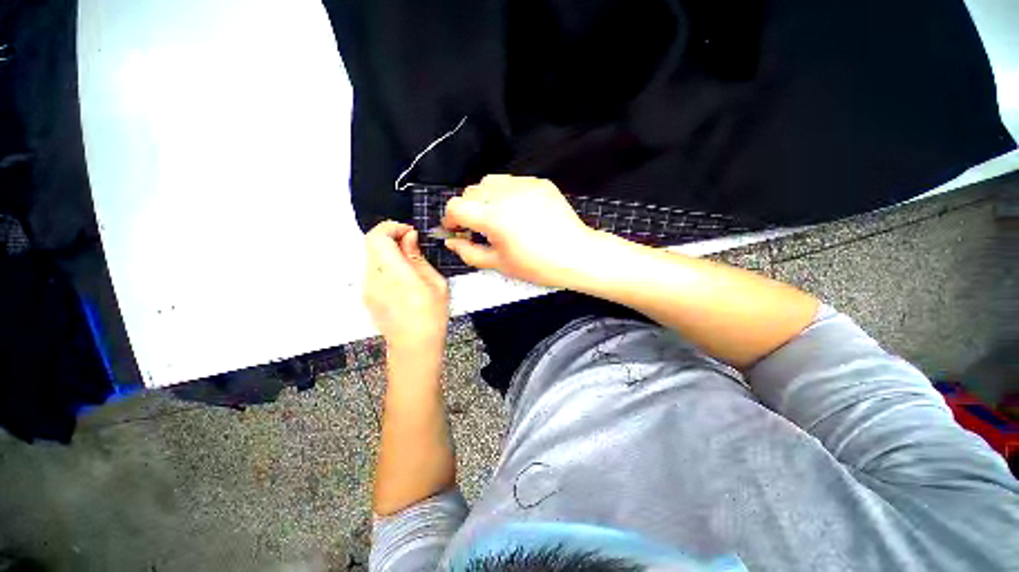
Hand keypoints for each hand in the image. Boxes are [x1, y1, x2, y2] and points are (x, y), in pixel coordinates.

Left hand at [363, 221, 448, 352]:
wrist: (415, 345)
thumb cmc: (432, 315)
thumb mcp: (435, 283)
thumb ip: (418, 257)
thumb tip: (409, 237)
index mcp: (394, 273)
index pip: (377, 237)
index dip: (391, 227)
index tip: (409, 232)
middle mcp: (373, 278)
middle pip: (370, 243)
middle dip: (391, 237)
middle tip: (412, 244)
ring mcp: (367, 287)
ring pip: (371, 256)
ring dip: (388, 251)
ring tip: (409, 262)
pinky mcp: (366, 295)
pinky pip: (372, 270)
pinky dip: (385, 264)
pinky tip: (402, 278)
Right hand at [442, 175, 598, 287]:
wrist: (577, 255)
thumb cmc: (538, 266)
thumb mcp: (499, 264)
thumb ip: (469, 252)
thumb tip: (452, 241)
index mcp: (494, 218)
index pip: (456, 206)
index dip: (450, 219)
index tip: (456, 229)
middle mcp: (506, 195)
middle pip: (471, 191)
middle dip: (468, 209)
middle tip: (478, 227)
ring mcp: (525, 185)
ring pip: (490, 182)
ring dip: (485, 198)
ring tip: (497, 217)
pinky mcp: (540, 183)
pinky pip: (512, 182)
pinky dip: (506, 194)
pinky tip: (517, 211)